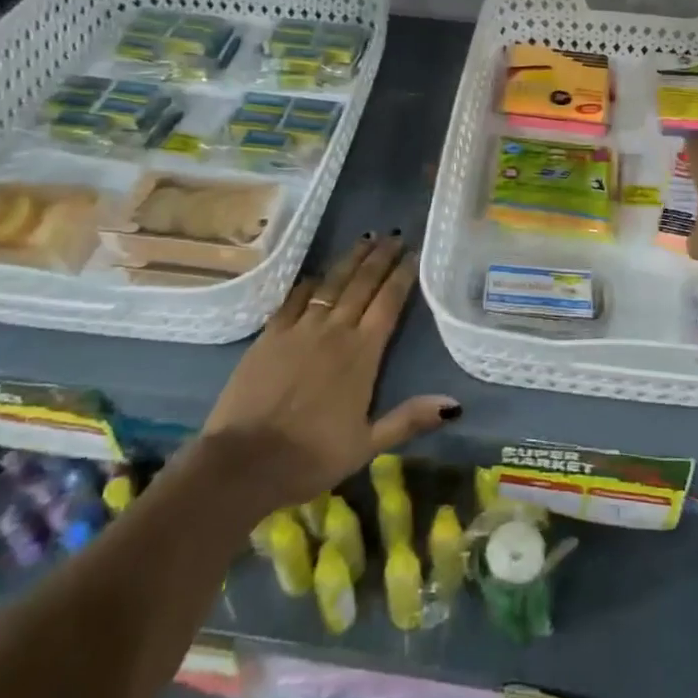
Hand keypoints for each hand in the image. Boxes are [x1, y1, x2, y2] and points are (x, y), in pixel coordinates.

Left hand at [203, 233, 458, 508]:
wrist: (244, 462)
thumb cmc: (311, 456)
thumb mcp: (367, 445)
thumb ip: (409, 419)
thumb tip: (454, 404)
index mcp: (362, 353)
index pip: (388, 303)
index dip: (402, 275)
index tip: (413, 253)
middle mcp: (334, 330)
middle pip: (362, 284)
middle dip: (380, 257)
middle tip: (393, 235)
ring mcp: (300, 329)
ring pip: (331, 283)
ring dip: (350, 259)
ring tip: (365, 239)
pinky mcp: (270, 334)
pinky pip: (294, 297)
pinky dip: (309, 281)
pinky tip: (318, 272)